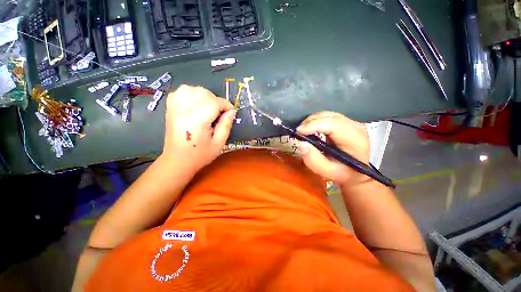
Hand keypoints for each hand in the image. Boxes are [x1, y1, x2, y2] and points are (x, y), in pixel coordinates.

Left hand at [161, 85, 235, 171]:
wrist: (177, 160)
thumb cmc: (200, 155)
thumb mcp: (219, 143)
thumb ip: (226, 125)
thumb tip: (232, 111)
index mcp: (197, 120)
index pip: (214, 102)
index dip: (226, 105)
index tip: (231, 112)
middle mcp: (184, 110)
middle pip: (204, 93)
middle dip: (216, 100)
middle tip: (220, 113)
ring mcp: (174, 107)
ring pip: (192, 89)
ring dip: (205, 95)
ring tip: (209, 107)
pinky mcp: (170, 107)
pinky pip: (181, 91)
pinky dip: (191, 93)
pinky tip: (196, 103)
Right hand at [297, 111, 369, 186]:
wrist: (357, 172)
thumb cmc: (344, 173)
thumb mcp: (328, 172)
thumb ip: (314, 160)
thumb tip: (301, 144)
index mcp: (355, 140)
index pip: (333, 125)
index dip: (313, 125)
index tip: (298, 132)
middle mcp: (355, 126)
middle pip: (328, 117)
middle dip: (310, 122)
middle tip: (298, 133)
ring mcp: (352, 122)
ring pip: (327, 114)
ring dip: (312, 121)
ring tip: (303, 131)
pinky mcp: (346, 122)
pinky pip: (328, 116)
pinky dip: (316, 121)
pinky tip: (311, 129)